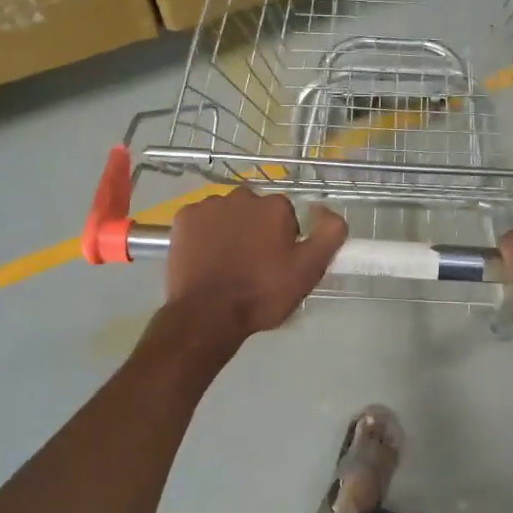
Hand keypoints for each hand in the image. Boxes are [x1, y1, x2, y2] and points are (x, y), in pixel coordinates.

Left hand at [164, 189, 346, 342]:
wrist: (207, 315)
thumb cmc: (262, 294)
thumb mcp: (309, 270)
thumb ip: (330, 233)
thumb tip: (323, 209)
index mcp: (275, 207)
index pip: (287, 218)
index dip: (284, 242)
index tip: (278, 265)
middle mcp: (242, 197)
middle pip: (256, 212)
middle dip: (256, 232)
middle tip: (253, 267)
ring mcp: (209, 206)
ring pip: (227, 215)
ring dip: (230, 231)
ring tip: (227, 266)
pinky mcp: (183, 218)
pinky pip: (201, 221)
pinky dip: (204, 235)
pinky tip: (205, 259)